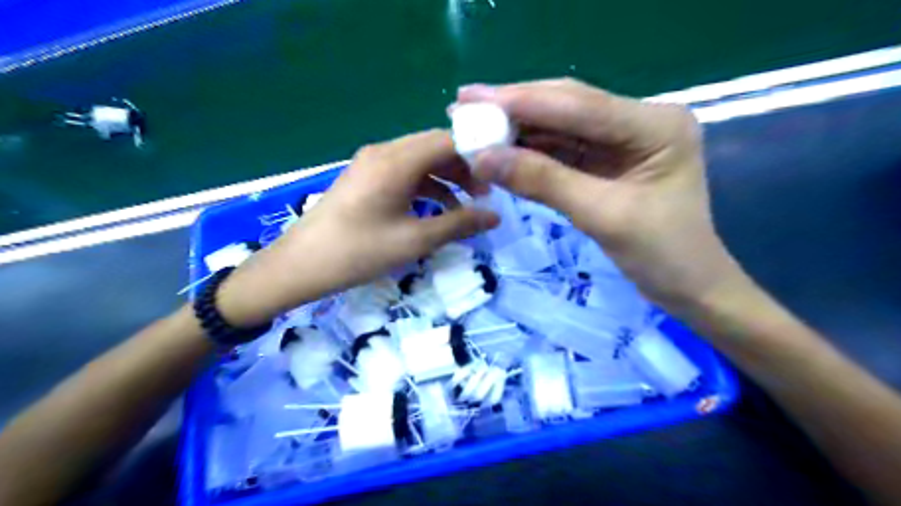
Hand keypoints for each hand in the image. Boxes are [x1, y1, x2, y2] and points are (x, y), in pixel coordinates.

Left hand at [218, 131, 498, 325]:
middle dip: (464, 167)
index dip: (477, 152)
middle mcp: (384, 152)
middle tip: (486, 193)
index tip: (501, 172)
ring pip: (420, 159)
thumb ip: (459, 224)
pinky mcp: (365, 177)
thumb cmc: (359, 252)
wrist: (300, 265)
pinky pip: (404, 172)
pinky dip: (425, 186)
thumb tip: (496, 216)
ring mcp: (372, 163)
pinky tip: (437, 209)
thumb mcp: (415, 240)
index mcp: (396, 161)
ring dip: (446, 177)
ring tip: (468, 204)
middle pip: (434, 146)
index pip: (448, 140)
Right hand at [459, 78, 738, 309]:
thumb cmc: (662, 255)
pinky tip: (502, 149)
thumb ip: (543, 182)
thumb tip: (483, 158)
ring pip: (560, 127)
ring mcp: (624, 140)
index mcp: (655, 125)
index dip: (520, 101)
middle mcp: (640, 121)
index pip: (577, 105)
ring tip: (474, 127)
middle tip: (464, 106)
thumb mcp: (602, 216)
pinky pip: (563, 150)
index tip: (471, 99)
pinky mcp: (609, 161)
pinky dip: (531, 152)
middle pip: (567, 107)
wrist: (689, 287)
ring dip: (518, 129)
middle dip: (514, 108)